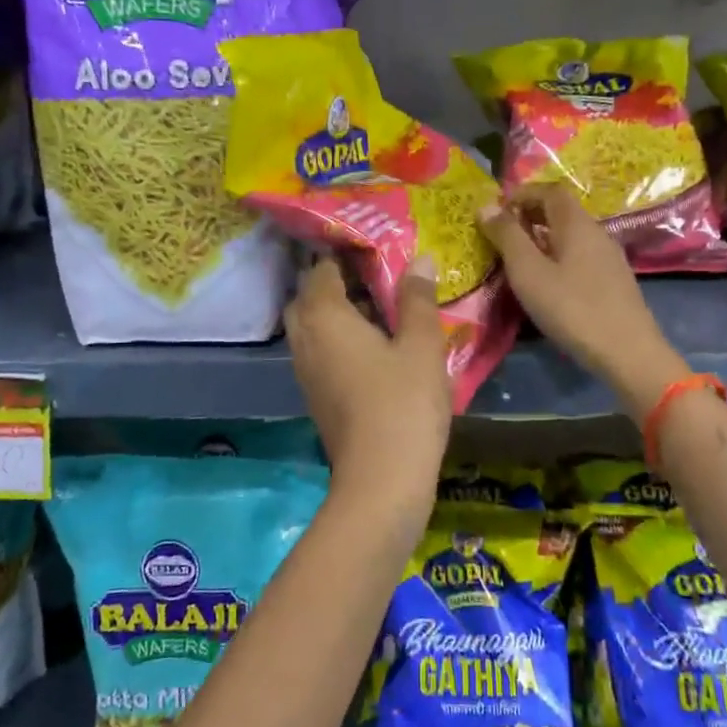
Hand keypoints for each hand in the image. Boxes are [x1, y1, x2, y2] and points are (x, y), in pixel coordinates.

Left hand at [285, 255, 450, 494]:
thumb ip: (417, 298)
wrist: (381, 480)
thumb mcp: (421, 345)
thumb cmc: (403, 403)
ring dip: (337, 313)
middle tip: (376, 278)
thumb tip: (418, 258)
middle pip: (309, 297)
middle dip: (335, 283)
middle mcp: (305, 338)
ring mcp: (305, 371)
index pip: (322, 269)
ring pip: (312, 327)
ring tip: (380, 310)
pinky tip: (374, 348)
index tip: (375, 247)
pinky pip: (319, 352)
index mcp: (324, 316)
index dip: (345, 253)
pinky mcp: (315, 396)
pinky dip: (338, 340)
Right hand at [477, 184, 687, 416]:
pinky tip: (549, 282)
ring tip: (520, 259)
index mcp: (576, 223)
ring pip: (572, 234)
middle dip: (531, 214)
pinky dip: (559, 256)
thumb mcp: (528, 272)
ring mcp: (609, 257)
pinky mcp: (614, 280)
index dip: (522, 194)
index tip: (498, 210)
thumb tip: (486, 205)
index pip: (550, 190)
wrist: (627, 351)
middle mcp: (597, 232)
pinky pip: (580, 255)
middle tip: (503, 234)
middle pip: (562, 211)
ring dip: (544, 237)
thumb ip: (507, 236)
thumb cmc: (571, 308)